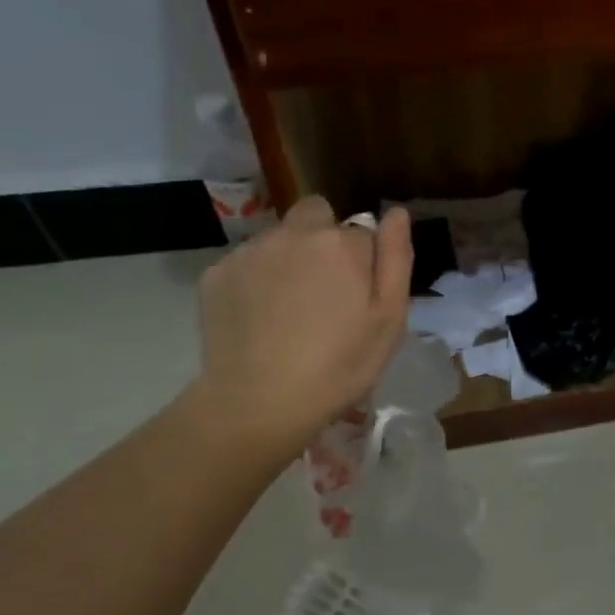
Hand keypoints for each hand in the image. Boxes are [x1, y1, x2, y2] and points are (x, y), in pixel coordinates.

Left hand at [185, 197, 411, 460]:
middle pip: (316, 216)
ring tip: (289, 313)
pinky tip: (260, 320)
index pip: (362, 232)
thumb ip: (395, 258)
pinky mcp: (216, 273)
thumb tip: (397, 213)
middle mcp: (293, 233)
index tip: (359, 298)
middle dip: (322, 241)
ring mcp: (250, 251)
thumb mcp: (389, 319)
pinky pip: (246, 263)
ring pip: (279, 239)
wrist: (260, 401)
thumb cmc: (340, 366)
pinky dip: (255, 281)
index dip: (364, 262)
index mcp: (341, 243)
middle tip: (323, 293)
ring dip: (289, 260)